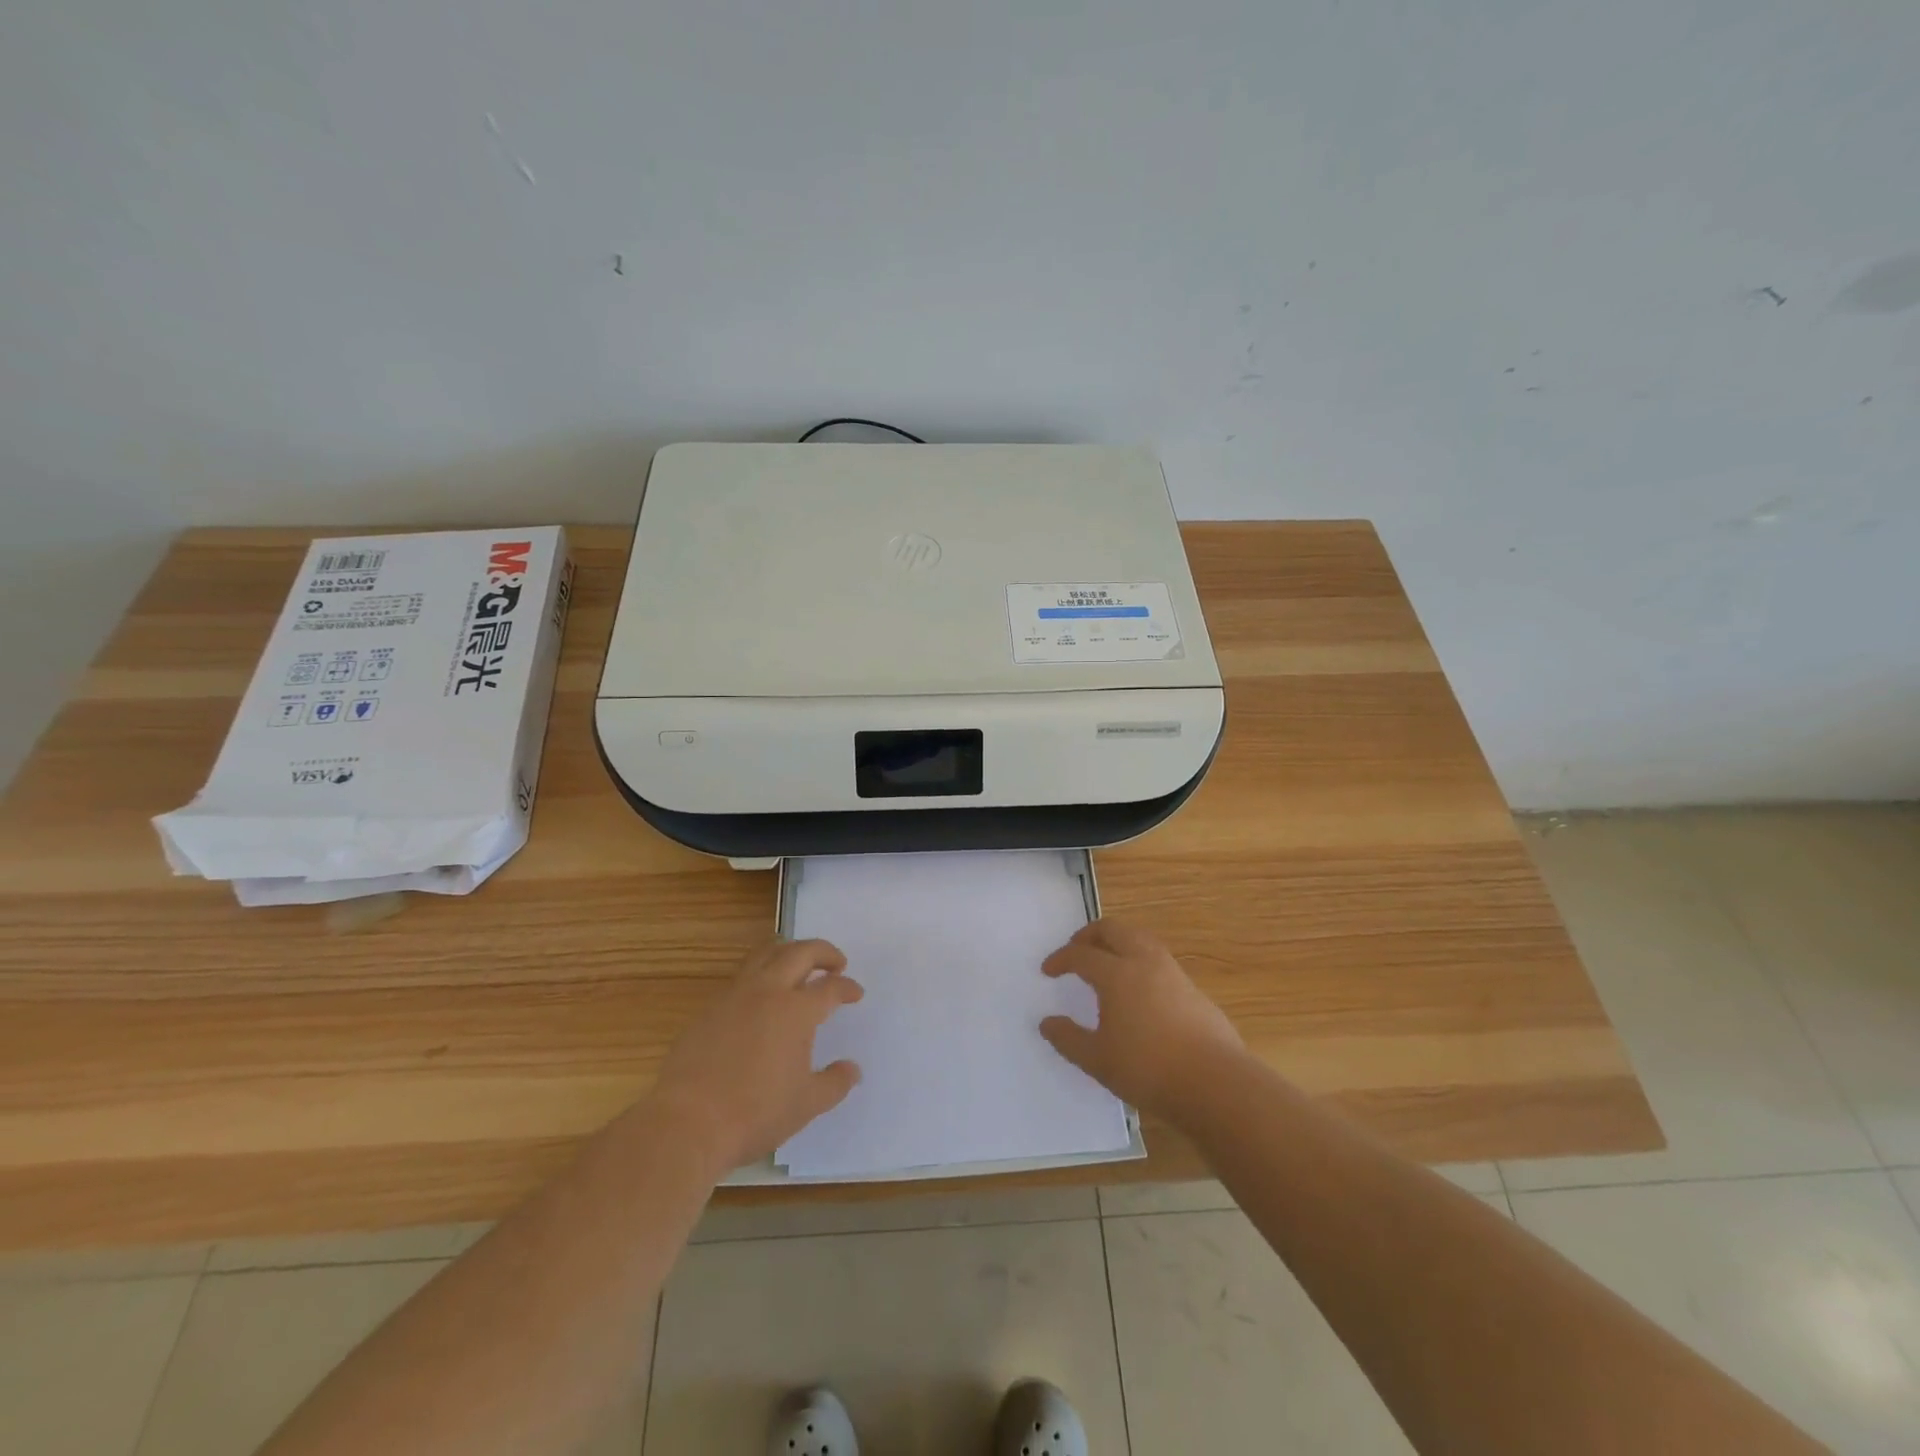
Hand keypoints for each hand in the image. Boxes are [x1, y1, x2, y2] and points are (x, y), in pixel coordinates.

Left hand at [651, 938, 863, 1170]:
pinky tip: (762, 997)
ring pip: (766, 955)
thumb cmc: (755, 1113)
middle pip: (800, 953)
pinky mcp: (709, 1009)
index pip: (830, 987)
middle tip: (836, 962)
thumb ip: (835, 1083)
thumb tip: (853, 1069)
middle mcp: (767, 992)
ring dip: (788, 952)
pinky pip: (741, 977)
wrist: (687, 1122)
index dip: (847, 987)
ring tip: (799, 964)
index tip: (856, 993)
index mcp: (796, 1010)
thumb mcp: (806, 1104)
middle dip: (823, 952)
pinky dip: (760, 974)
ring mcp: (734, 996)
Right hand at [1039, 919, 1244, 1122]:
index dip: (1061, 959)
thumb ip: (1068, 1039)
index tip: (1048, 970)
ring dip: (1119, 942)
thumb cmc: (1148, 1069)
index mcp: (1117, 974)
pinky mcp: (1193, 990)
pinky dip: (1140, 961)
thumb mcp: (1097, 1060)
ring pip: (1141, 939)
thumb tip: (1047, 1023)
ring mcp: (1173, 973)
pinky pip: (1159, 960)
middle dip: (1090, 935)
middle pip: (1114, 930)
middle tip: (1076, 949)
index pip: (1082, 954)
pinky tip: (1139, 989)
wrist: (1216, 1083)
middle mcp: (1145, 963)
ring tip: (1108, 962)